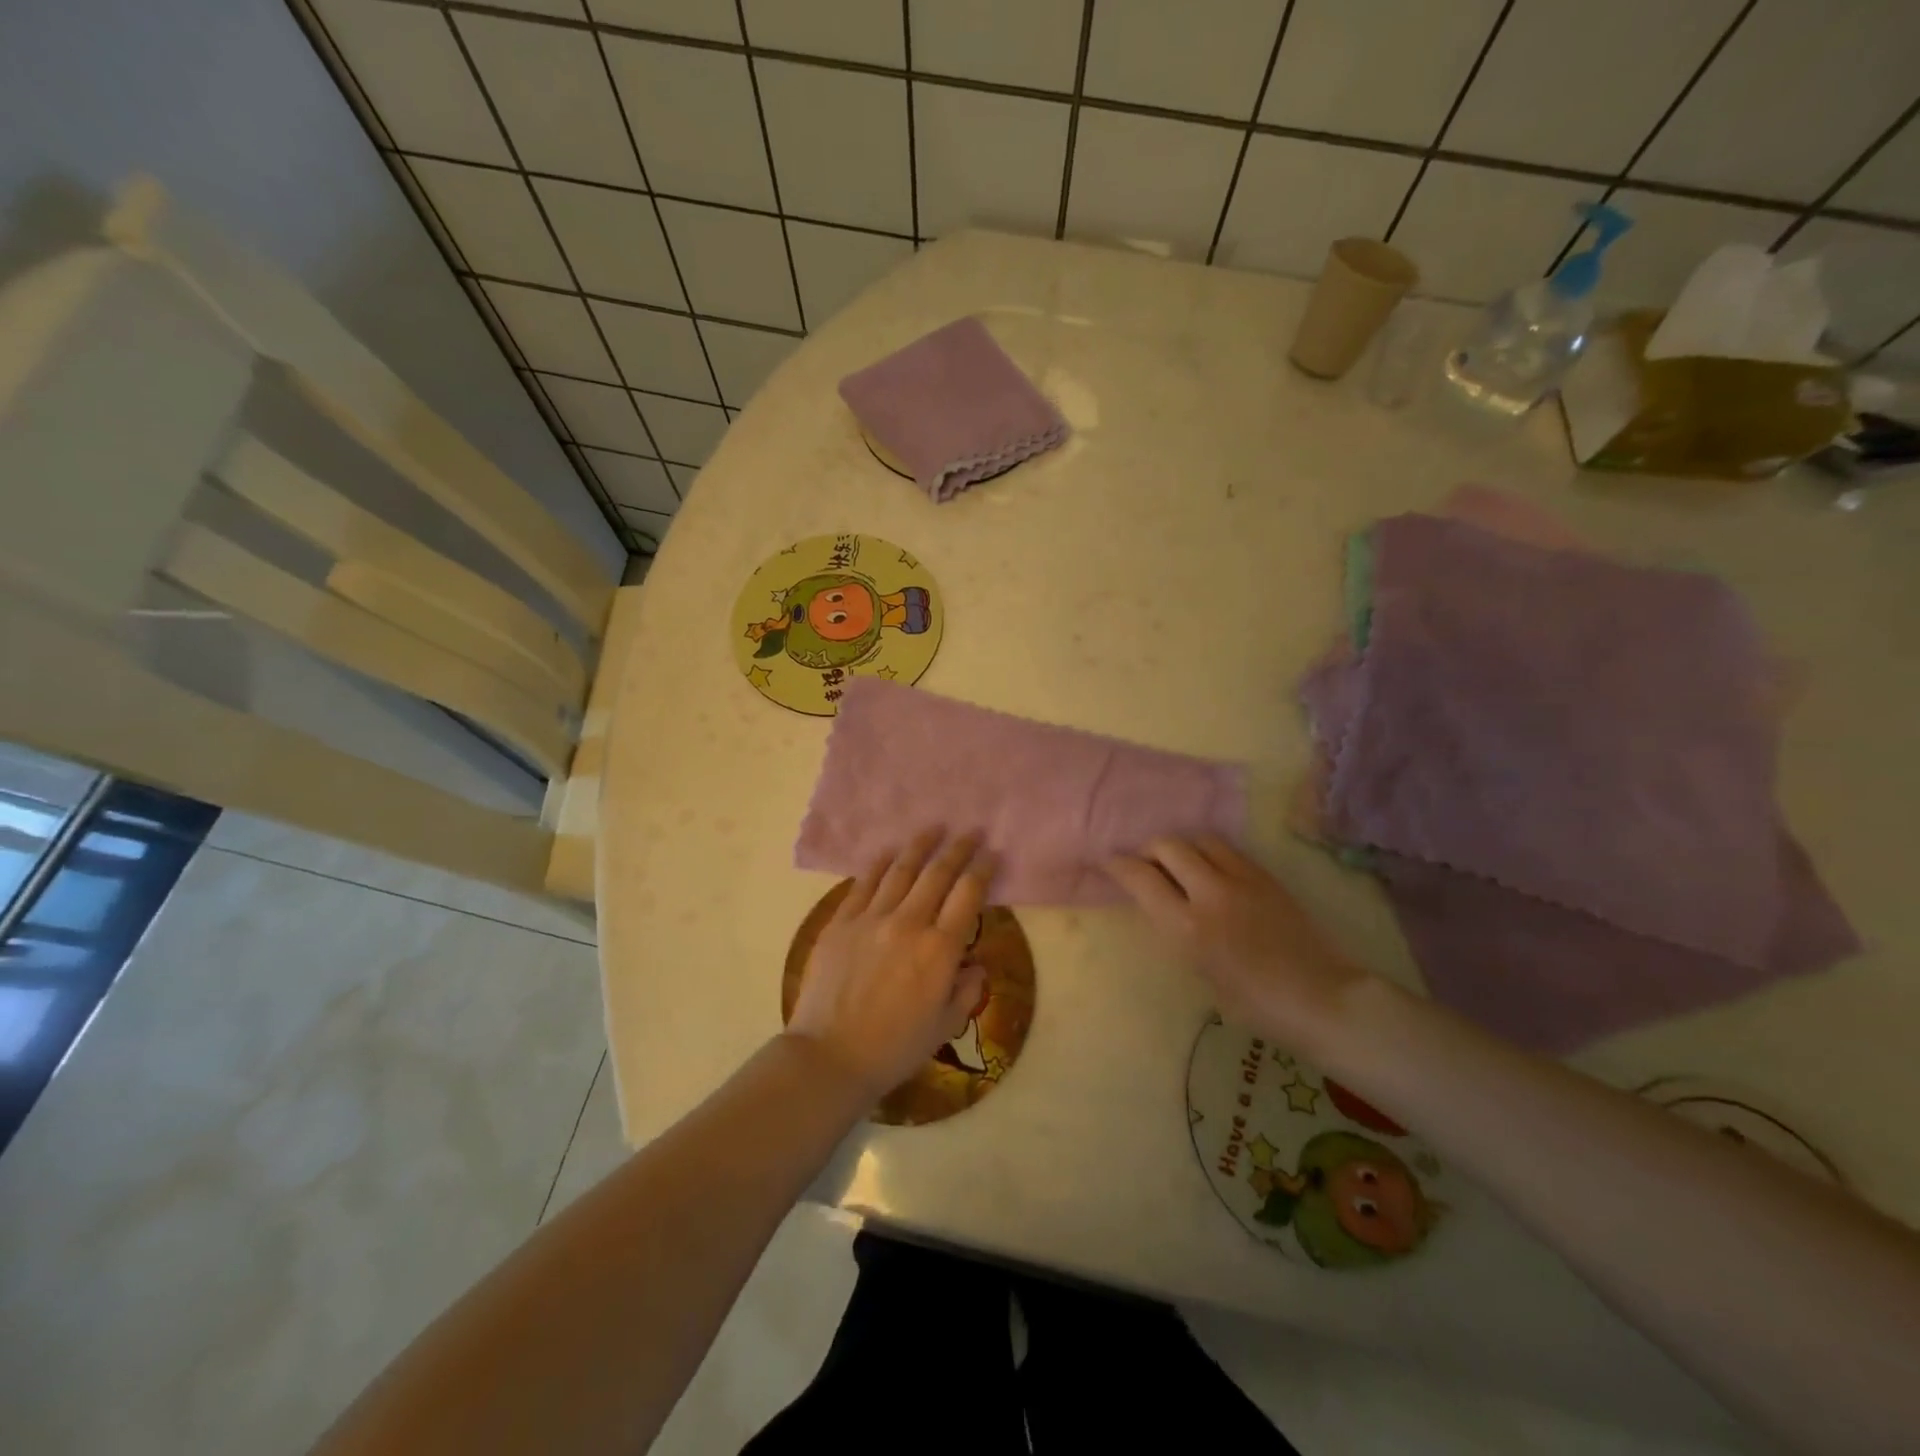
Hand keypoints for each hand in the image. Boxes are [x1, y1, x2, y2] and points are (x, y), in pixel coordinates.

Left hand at [788, 830, 993, 1102]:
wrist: (830, 1056)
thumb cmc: (894, 1048)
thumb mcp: (944, 1025)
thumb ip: (966, 990)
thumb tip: (974, 964)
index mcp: (940, 949)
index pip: (968, 895)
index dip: (983, 869)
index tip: (991, 853)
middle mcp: (909, 923)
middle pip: (938, 873)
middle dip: (958, 848)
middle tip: (970, 832)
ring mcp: (871, 918)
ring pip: (901, 870)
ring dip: (920, 846)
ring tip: (933, 829)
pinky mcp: (841, 922)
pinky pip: (864, 883)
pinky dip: (879, 864)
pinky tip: (889, 853)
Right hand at [1106, 835, 1366, 1050]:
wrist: (1321, 998)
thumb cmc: (1255, 1004)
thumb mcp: (1201, 972)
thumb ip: (1179, 932)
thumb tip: (1166, 907)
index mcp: (1187, 927)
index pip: (1140, 877)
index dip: (1117, 865)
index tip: (1107, 862)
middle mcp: (1211, 893)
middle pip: (1168, 845)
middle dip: (1149, 849)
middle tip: (1145, 862)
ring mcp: (1242, 879)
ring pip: (1200, 839)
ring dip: (1182, 846)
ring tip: (1180, 862)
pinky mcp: (1267, 876)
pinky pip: (1229, 850)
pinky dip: (1211, 853)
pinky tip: (1212, 870)